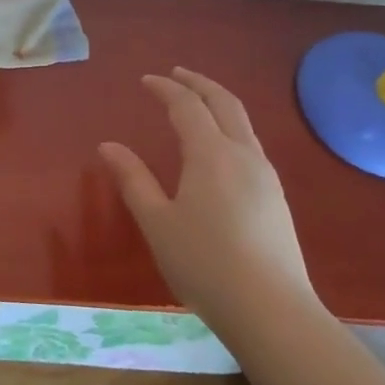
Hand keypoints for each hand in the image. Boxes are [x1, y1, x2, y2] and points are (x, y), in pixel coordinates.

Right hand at [98, 67, 314, 315]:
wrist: (272, 311)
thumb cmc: (204, 264)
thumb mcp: (157, 222)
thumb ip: (133, 179)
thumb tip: (108, 146)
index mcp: (211, 154)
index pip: (187, 106)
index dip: (165, 88)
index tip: (146, 81)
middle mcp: (243, 155)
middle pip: (224, 103)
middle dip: (199, 83)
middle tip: (176, 74)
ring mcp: (265, 176)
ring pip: (243, 123)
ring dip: (218, 103)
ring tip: (197, 104)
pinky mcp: (276, 197)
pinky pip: (250, 144)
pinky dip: (230, 127)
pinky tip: (219, 147)